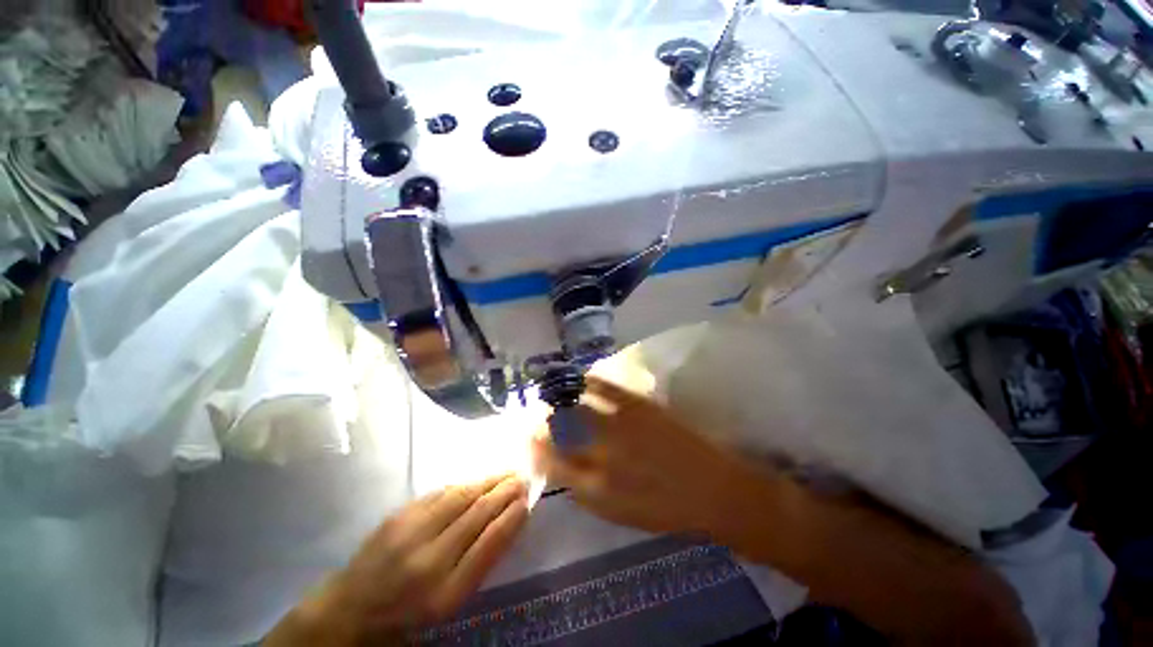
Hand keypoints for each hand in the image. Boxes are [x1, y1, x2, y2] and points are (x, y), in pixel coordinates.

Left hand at [265, 474, 528, 645]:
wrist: (348, 611)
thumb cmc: (406, 615)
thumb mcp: (448, 604)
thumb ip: (479, 564)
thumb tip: (507, 523)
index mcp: (445, 592)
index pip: (489, 544)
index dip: (512, 519)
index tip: (527, 501)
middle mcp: (429, 559)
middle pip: (477, 514)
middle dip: (505, 492)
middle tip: (523, 477)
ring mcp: (410, 533)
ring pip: (460, 496)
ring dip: (488, 481)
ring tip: (507, 472)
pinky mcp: (397, 516)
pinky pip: (439, 493)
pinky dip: (463, 483)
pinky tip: (476, 479)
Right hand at [535, 376, 770, 538]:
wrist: (713, 490)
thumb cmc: (666, 510)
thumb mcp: (620, 514)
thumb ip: (587, 493)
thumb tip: (563, 473)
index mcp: (595, 487)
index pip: (552, 463)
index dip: (536, 449)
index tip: (528, 438)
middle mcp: (601, 455)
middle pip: (561, 431)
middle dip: (545, 421)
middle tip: (541, 414)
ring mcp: (620, 427)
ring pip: (579, 407)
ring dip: (561, 399)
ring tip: (553, 393)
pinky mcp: (639, 407)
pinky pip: (608, 389)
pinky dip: (591, 381)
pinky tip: (582, 376)